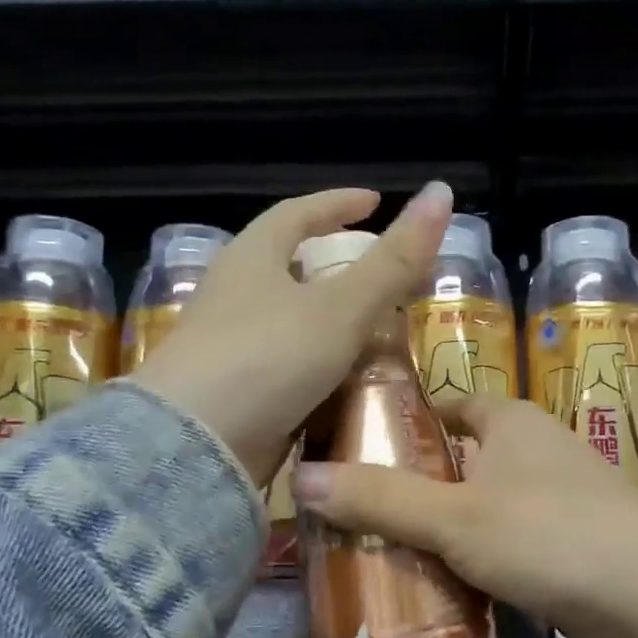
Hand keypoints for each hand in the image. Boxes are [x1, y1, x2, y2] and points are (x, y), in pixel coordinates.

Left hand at [129, 182, 452, 486]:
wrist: (196, 445)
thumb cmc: (269, 357)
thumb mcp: (343, 306)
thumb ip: (394, 260)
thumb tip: (441, 192)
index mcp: (252, 257)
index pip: (297, 213)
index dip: (338, 204)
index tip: (373, 201)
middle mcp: (233, 293)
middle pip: (286, 263)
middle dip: (332, 261)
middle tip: (376, 268)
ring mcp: (227, 344)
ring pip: (286, 317)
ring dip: (327, 316)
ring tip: (371, 323)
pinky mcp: (231, 389)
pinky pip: (284, 361)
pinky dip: (317, 360)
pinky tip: (344, 376)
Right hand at [291, 393, 637, 637]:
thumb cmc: (548, 534)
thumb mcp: (454, 516)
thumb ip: (379, 498)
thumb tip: (299, 478)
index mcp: (511, 422)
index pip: (450, 405)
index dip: (407, 421)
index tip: (359, 449)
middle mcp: (536, 451)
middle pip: (462, 459)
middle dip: (416, 484)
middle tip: (357, 514)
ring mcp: (557, 500)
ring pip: (483, 506)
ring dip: (443, 529)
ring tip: (383, 556)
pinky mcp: (569, 547)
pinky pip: (506, 546)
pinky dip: (476, 562)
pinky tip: (441, 591)